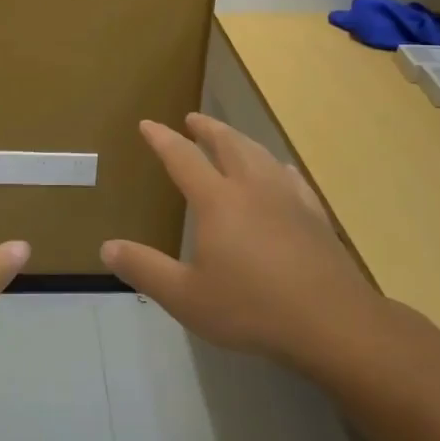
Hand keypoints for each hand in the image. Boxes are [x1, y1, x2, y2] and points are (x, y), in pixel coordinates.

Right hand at [100, 114, 381, 367]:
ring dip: (240, 139)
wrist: (332, 322)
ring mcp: (288, 198)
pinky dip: (276, 165)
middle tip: (193, 119)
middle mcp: (252, 188)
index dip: (163, 139)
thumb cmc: (252, 308)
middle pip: (228, 144)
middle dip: (207, 128)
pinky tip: (280, 170)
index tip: (148, 124)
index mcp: (217, 201)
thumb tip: (107, 248)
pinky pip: (291, 177)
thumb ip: (145, 269)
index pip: (183, 158)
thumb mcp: (186, 297)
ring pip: (261, 154)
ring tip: (231, 137)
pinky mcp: (315, 216)